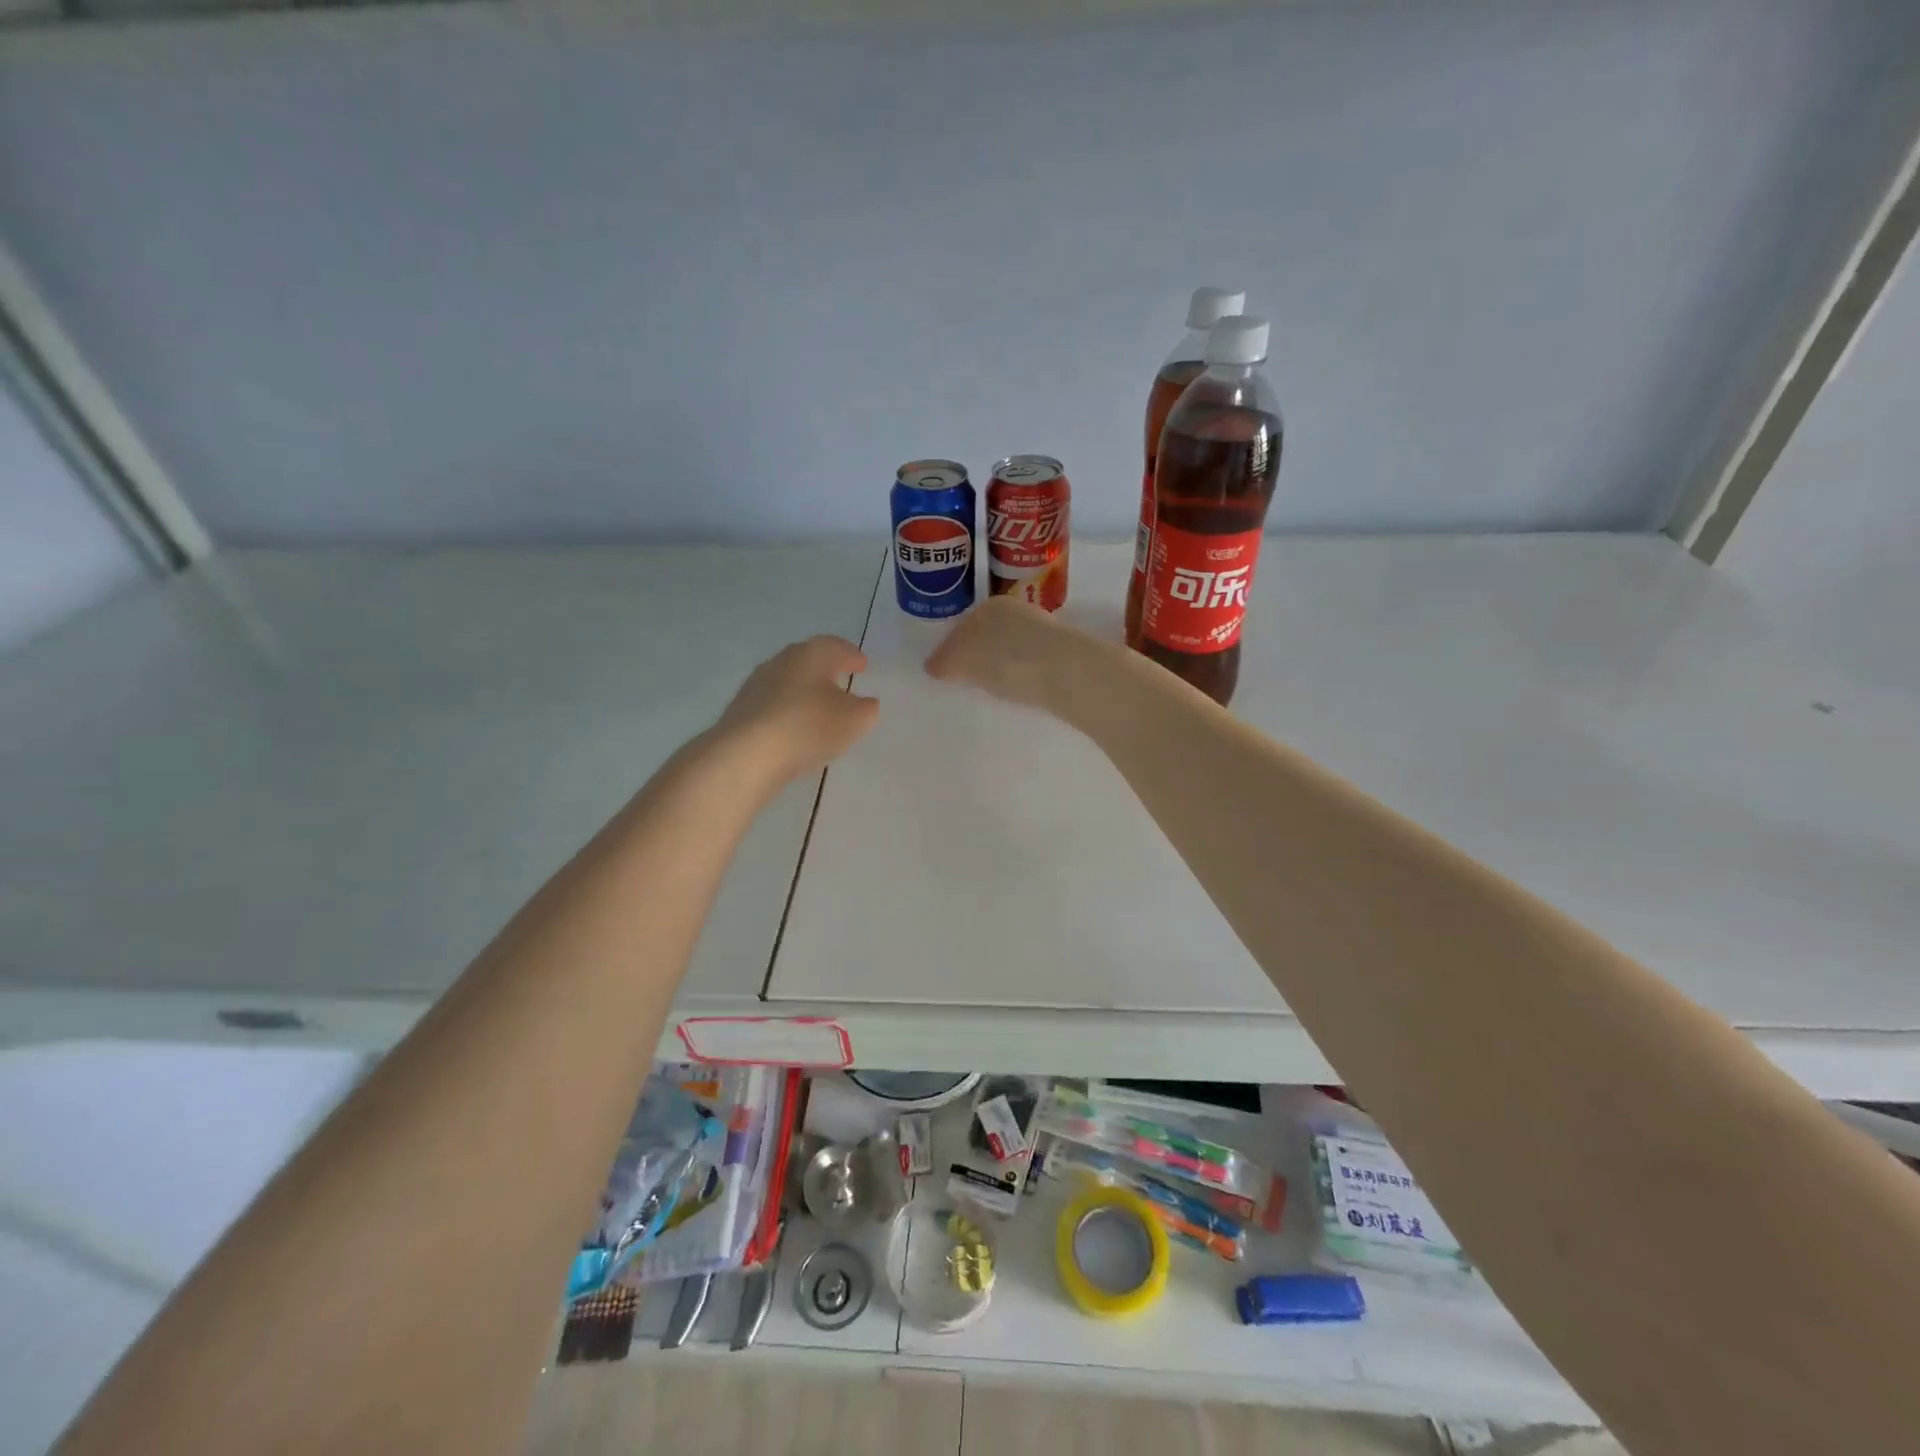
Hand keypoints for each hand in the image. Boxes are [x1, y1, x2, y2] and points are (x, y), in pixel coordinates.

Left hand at [712, 635, 878, 786]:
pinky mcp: (741, 709)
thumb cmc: (809, 726)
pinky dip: (787, 709)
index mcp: (812, 654)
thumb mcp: (854, 720)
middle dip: (826, 668)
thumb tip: (864, 703)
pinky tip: (794, 726)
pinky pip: (772, 704)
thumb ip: (866, 709)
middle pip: (808, 659)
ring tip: (819, 706)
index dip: (851, 655)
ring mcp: (756, 684)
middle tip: (842, 678)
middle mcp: (781, 661)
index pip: (836, 646)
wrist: (747, 754)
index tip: (862, 665)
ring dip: (805, 690)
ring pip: (788, 681)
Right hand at [924, 595, 1090, 711]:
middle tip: (969, 681)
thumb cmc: (1003, 659)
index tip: (947, 671)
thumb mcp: (960, 660)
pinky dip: (1024, 675)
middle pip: (989, 635)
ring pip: (1013, 648)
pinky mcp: (1064, 653)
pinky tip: (1021, 691)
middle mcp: (1017, 610)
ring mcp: (1044, 630)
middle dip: (979, 654)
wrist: (1064, 670)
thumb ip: (943, 661)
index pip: (962, 627)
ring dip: (1004, 665)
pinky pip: (1032, 664)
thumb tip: (933, 666)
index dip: (951, 650)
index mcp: (989, 605)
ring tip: (995, 689)